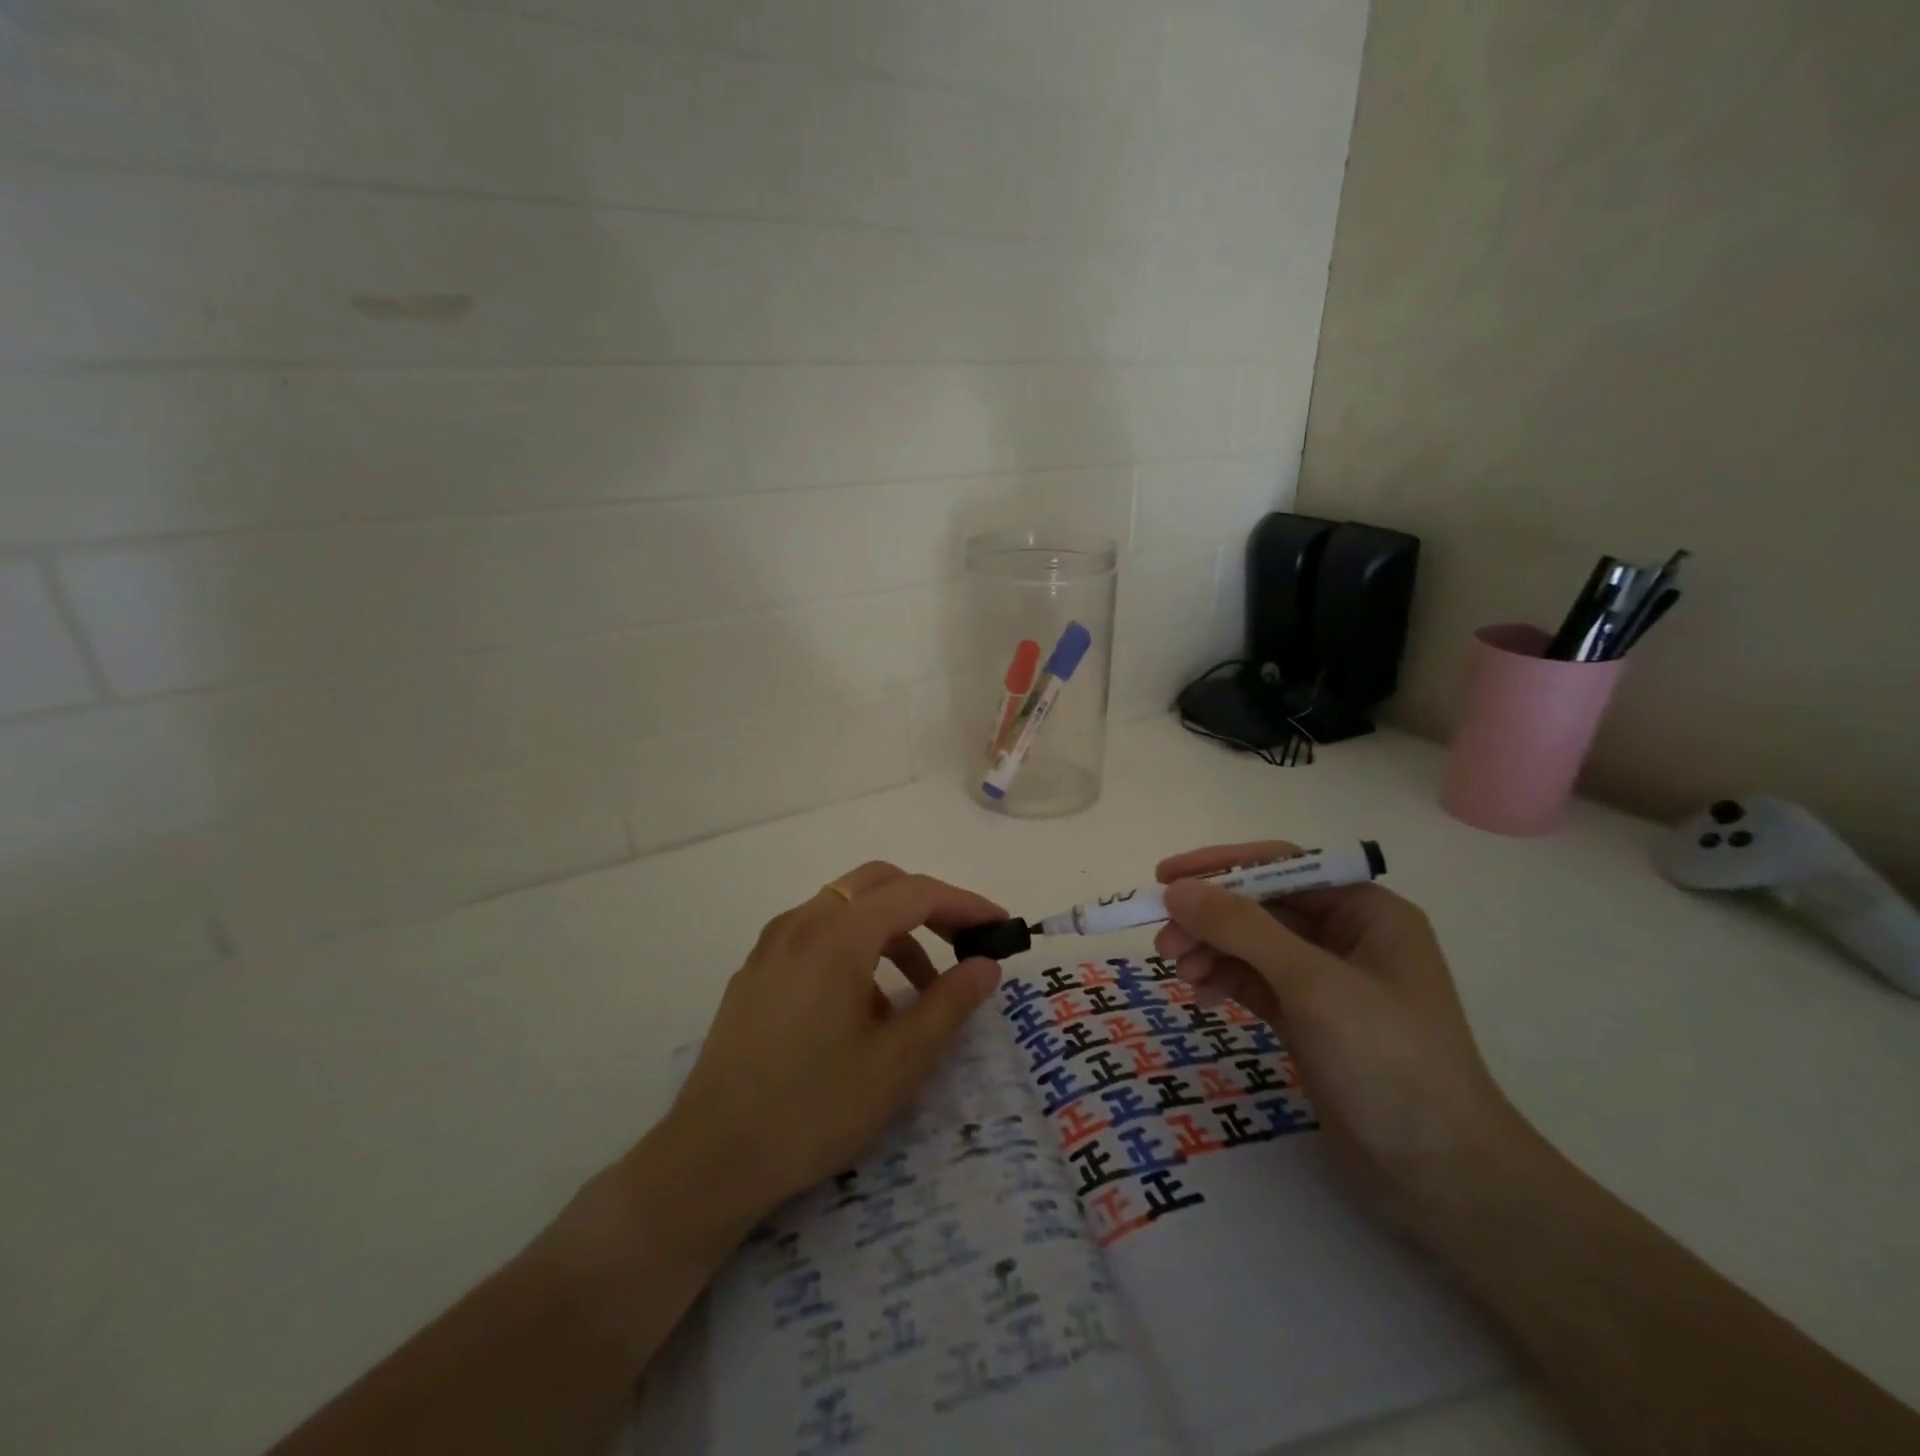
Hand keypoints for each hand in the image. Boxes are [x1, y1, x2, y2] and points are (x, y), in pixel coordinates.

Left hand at [650, 862, 1004, 1235]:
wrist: (710, 1159)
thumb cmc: (813, 1109)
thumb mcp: (897, 1062)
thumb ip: (949, 1004)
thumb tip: (985, 964)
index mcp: (838, 935)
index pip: (916, 893)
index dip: (965, 904)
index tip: (1001, 928)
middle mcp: (802, 923)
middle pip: (879, 883)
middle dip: (928, 905)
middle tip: (963, 945)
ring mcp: (772, 944)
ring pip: (846, 905)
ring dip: (892, 929)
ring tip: (919, 990)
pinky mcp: (756, 970)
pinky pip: (818, 932)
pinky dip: (856, 945)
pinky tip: (865, 1003)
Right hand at [1153, 842, 1529, 1231]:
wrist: (1440, 1177)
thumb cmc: (1388, 1061)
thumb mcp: (1312, 984)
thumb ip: (1243, 928)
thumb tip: (1177, 890)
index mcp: (1366, 911)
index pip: (1281, 865)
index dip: (1220, 867)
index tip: (1165, 879)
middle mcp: (1346, 936)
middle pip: (1260, 906)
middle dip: (1210, 919)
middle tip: (1163, 942)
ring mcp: (1326, 979)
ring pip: (1251, 944)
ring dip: (1211, 950)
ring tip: (1178, 971)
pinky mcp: (1307, 1018)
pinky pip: (1253, 981)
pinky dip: (1224, 980)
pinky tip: (1201, 996)